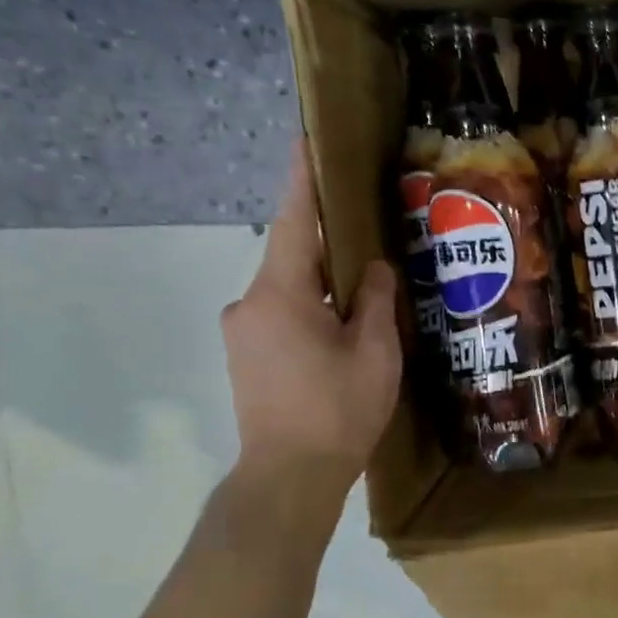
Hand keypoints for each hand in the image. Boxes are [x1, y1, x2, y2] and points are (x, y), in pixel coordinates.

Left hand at [221, 141, 401, 497]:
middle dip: (329, 244)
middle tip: (369, 234)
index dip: (304, 180)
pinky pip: (283, 315)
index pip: (296, 222)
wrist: (289, 477)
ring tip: (365, 292)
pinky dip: (312, 310)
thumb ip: (373, 301)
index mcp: (282, 293)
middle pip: (294, 257)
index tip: (306, 139)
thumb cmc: (338, 410)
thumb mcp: (374, 352)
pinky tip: (343, 330)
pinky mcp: (246, 356)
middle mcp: (250, 302)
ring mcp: (243, 331)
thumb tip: (371, 268)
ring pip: (290, 290)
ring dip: (324, 285)